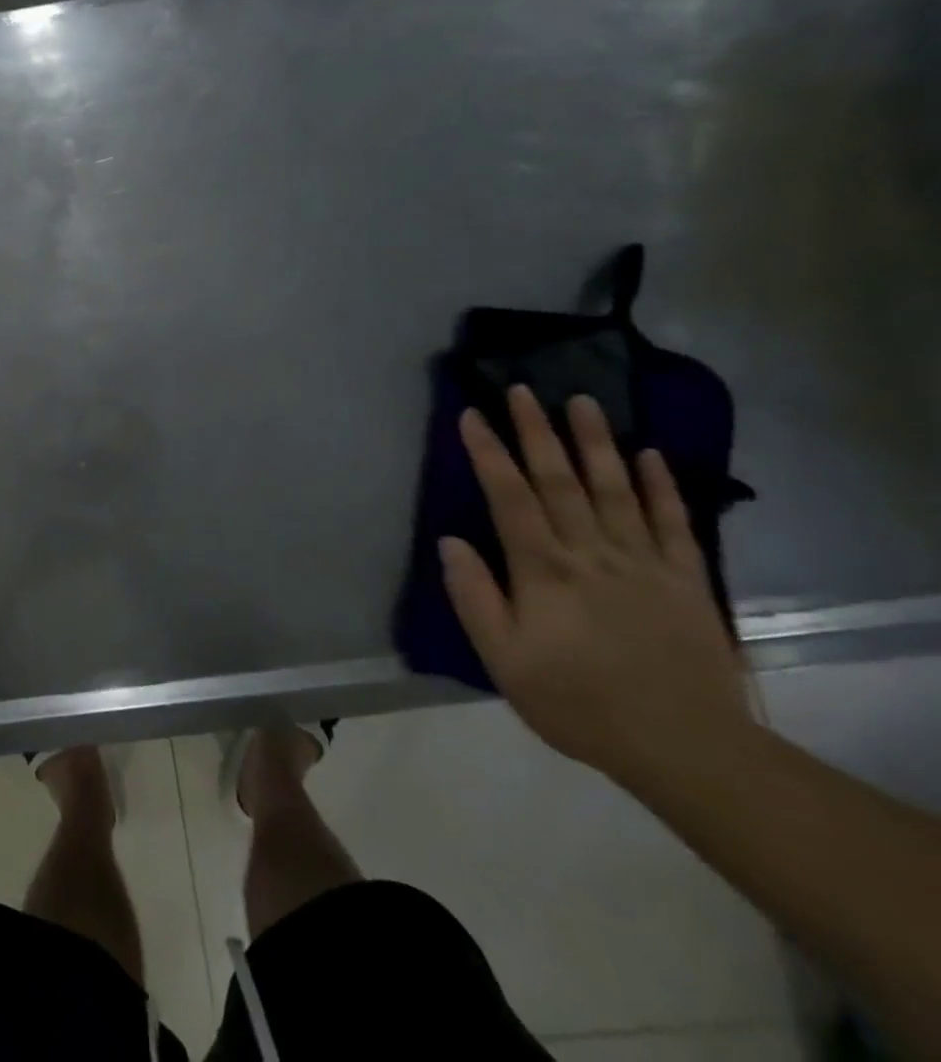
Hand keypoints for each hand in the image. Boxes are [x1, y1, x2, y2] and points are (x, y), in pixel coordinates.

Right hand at [442, 386, 751, 786]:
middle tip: (522, 389)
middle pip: (560, 480)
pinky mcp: (686, 579)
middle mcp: (591, 553)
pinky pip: (672, 523)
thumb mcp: (503, 659)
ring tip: (582, 400)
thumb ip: (474, 596)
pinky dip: (661, 486)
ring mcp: (643, 562)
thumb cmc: (577, 702)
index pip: (509, 497)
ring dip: (595, 442)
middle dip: (537, 430)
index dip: (489, 452)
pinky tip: (649, 455)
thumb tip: (450, 541)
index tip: (472, 415)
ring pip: (614, 488)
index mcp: (543, 570)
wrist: (685, 747)